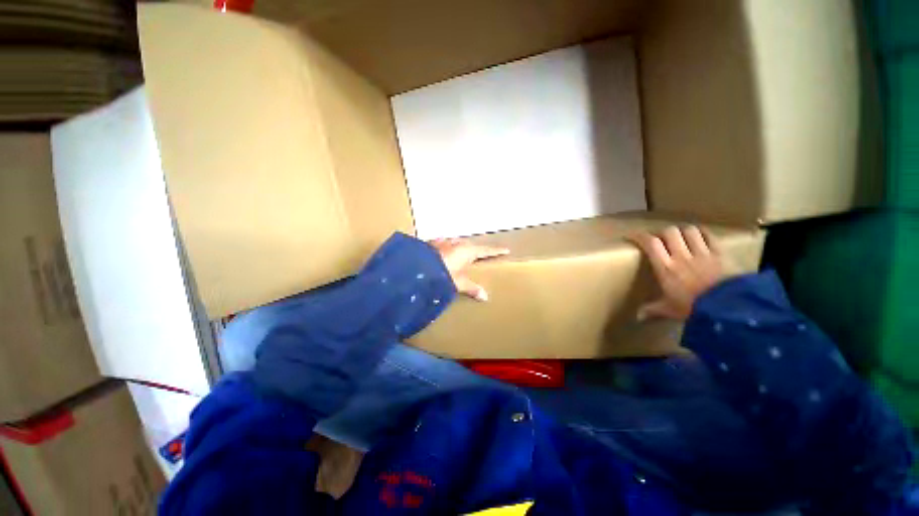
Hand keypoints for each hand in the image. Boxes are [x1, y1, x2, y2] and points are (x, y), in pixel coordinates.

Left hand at [429, 238, 508, 300]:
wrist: (416, 267)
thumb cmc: (443, 274)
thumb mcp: (458, 283)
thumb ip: (471, 288)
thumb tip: (485, 297)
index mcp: (467, 251)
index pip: (486, 251)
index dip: (496, 251)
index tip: (505, 249)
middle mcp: (457, 243)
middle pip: (471, 244)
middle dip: (476, 248)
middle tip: (481, 253)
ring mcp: (444, 241)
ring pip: (456, 242)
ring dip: (461, 246)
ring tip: (462, 251)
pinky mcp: (432, 243)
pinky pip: (444, 244)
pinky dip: (447, 247)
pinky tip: (443, 249)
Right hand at [628, 226, 732, 320]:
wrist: (729, 308)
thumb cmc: (694, 309)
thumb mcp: (670, 310)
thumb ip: (653, 310)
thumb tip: (638, 317)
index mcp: (665, 267)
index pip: (650, 243)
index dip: (639, 236)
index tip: (631, 235)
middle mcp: (682, 256)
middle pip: (669, 232)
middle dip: (663, 233)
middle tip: (660, 239)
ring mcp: (703, 253)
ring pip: (689, 231)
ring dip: (683, 231)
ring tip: (681, 237)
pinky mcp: (721, 253)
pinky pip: (710, 236)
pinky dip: (702, 233)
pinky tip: (700, 237)